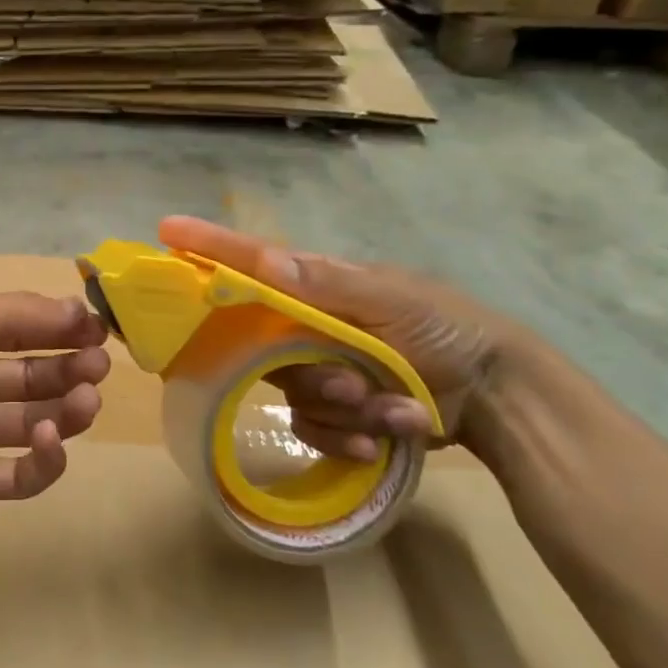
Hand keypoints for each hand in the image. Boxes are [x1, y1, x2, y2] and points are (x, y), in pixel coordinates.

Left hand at [0, 291, 110, 527]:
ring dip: (66, 409)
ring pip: (32, 422)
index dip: (60, 330)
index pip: (22, 332)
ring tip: (87, 400)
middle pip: (32, 377)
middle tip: (98, 367)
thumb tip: (78, 309)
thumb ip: (22, 313)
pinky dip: (45, 459)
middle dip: (70, 368)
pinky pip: (18, 474)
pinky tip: (50, 438)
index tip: (99, 331)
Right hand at [158, 216, 531, 461]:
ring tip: (390, 410)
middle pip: (262, 345)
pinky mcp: (332, 411)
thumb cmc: (447, 329)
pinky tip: (385, 437)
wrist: (501, 397)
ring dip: (341, 408)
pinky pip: (309, 428)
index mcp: (317, 286)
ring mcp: (318, 369)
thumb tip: (264, 259)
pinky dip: (347, 436)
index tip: (166, 230)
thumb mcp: (394, 298)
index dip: (208, 247)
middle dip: (310, 371)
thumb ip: (328, 284)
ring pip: (290, 392)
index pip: (251, 262)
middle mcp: (307, 325)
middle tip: (352, 382)